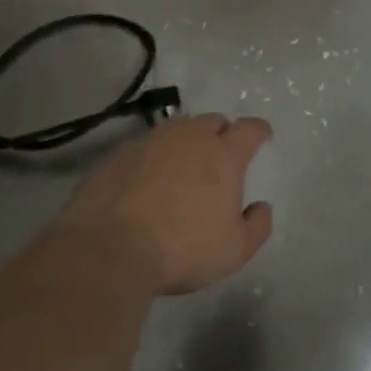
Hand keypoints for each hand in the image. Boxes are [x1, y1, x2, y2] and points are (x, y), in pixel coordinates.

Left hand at [55, 114, 274, 294]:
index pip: (250, 128)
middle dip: (221, 133)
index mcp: (223, 155)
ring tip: (182, 165)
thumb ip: (257, 226)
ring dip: (186, 141)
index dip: (259, 131)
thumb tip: (261, 207)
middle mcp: (189, 138)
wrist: (108, 249)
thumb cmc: (182, 249)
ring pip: (177, 128)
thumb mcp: (234, 250)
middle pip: (213, 121)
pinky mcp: (118, 153)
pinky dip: (153, 157)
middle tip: (219, 156)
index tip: (262, 137)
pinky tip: (146, 181)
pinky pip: (145, 146)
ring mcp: (150, 141)